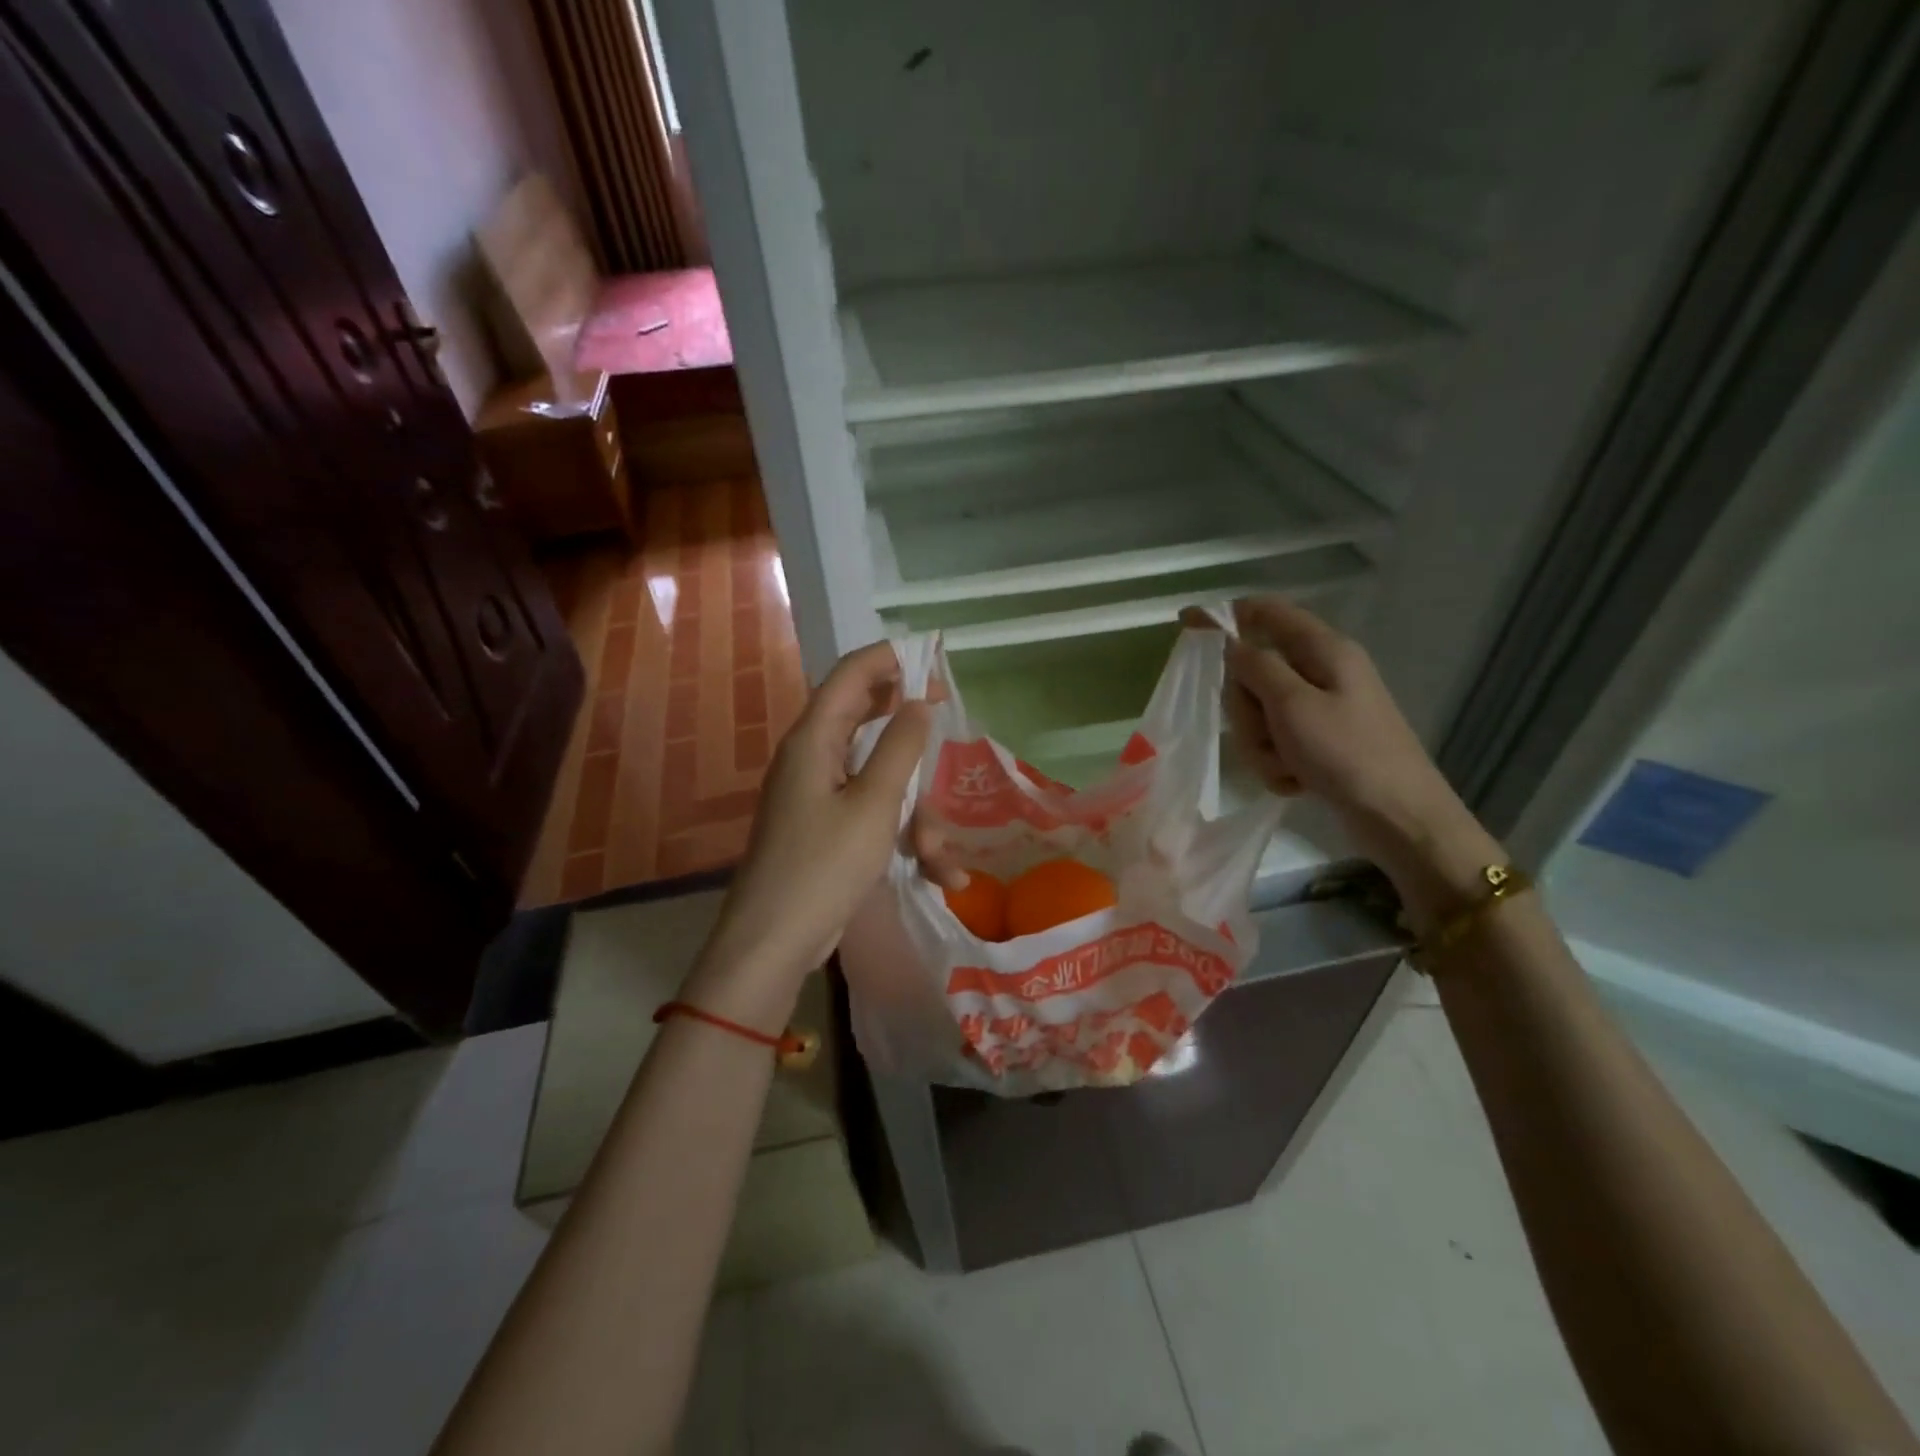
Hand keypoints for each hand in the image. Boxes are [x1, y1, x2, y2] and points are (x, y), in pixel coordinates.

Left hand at [684, 641, 930, 1022]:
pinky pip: (871, 813)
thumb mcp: (874, 805)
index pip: (851, 674)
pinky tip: (936, 873)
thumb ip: (900, 747)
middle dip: (911, 732)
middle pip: (866, 720)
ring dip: (916, 810)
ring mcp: (817, 795)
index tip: (935, 660)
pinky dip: (902, 834)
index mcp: (814, 739)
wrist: (773, 942)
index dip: (891, 658)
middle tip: (946, 726)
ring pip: (878, 778)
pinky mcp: (825, 828)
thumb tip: (919, 702)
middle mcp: (811, 758)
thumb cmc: (824, 866)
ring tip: (940, 857)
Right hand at [1206, 597, 1500, 924]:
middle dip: (1246, 706)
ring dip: (1261, 742)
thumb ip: (1255, 666)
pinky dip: (1277, 762)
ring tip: (1286, 764)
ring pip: (1260, 712)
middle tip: (1262, 730)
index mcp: (1324, 650)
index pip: (1267, 612)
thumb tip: (1227, 640)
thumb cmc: (1347, 753)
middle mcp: (1322, 672)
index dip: (1226, 615)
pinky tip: (1296, 780)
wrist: (1398, 817)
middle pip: (1255, 671)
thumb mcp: (1292, 705)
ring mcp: (1320, 709)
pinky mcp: (1318, 742)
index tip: (1187, 625)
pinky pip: (1275, 742)